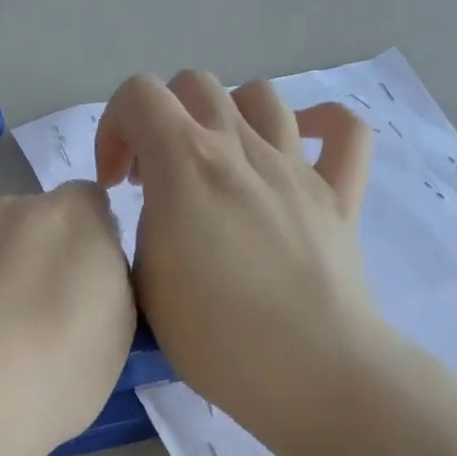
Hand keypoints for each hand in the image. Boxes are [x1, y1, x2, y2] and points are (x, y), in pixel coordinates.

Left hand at [0, 183, 135, 455]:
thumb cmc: (51, 381)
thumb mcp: (116, 336)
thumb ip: (106, 280)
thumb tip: (82, 267)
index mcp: (72, 220)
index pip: (87, 203)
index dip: (86, 242)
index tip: (78, 287)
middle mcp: (10, 207)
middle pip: (29, 220)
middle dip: (31, 255)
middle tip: (23, 318)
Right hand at [95, 70, 385, 455]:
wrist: (307, 370)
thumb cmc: (213, 337)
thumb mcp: (143, 283)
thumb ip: (142, 228)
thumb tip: (160, 211)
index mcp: (185, 164)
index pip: (138, 94)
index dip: (113, 128)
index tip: (117, 185)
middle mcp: (241, 148)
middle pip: (195, 85)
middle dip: (163, 120)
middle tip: (158, 179)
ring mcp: (296, 167)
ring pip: (260, 96)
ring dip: (226, 119)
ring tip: (218, 168)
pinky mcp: (339, 195)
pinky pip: (343, 132)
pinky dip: (319, 125)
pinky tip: (299, 146)